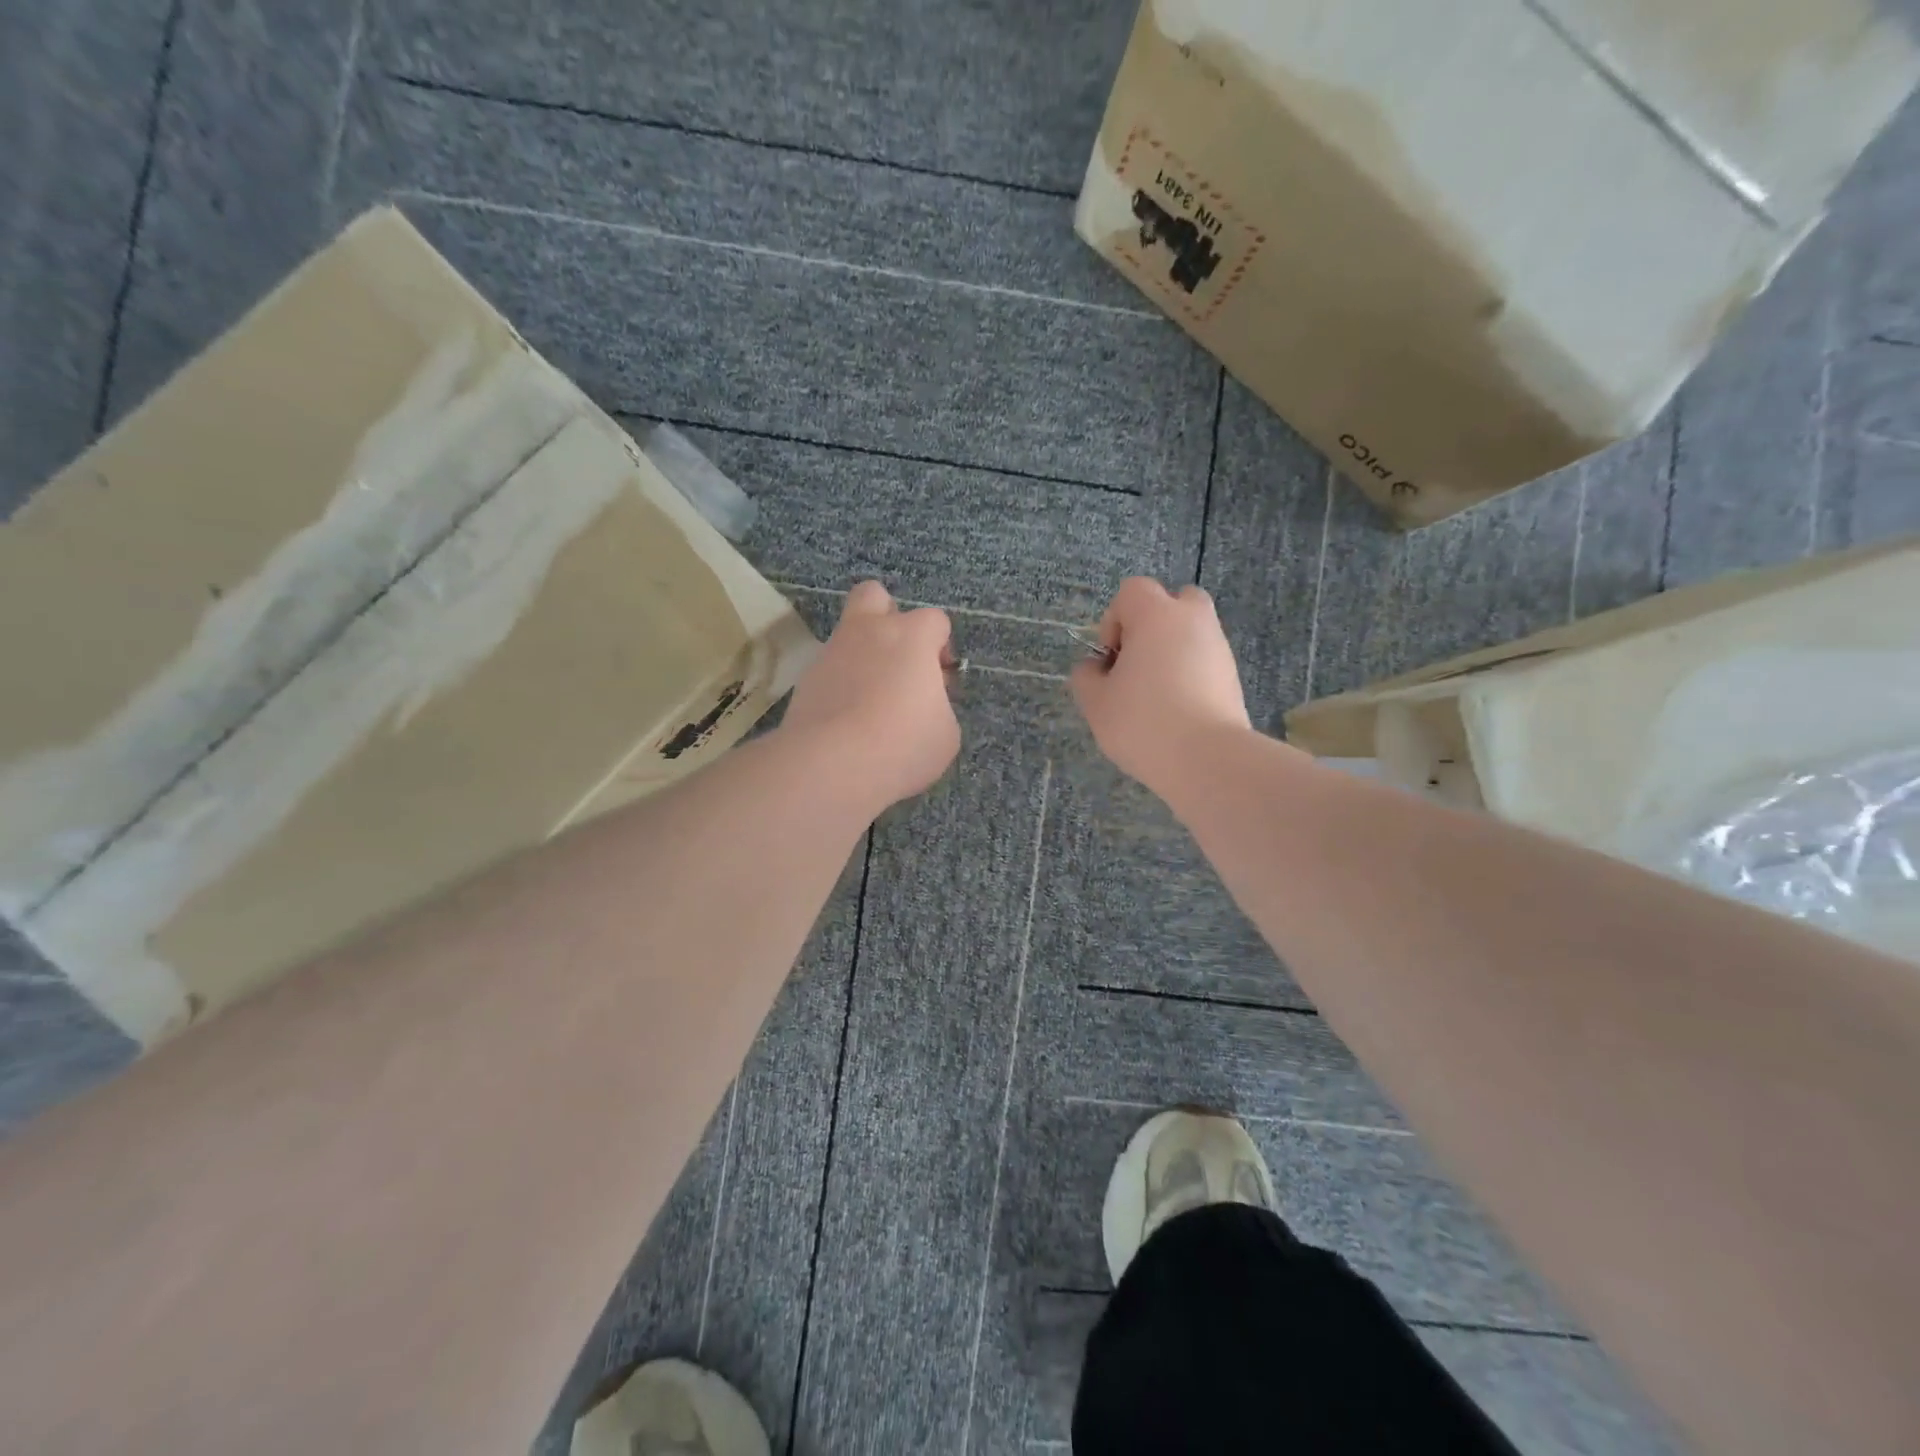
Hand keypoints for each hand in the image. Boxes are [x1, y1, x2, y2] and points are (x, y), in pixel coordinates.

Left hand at [783, 581, 960, 809]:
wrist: (831, 766)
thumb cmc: (902, 745)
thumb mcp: (945, 733)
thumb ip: (938, 706)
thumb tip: (923, 703)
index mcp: (911, 636)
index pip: (935, 620)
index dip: (942, 648)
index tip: (941, 681)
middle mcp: (868, 632)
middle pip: (875, 596)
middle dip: (889, 618)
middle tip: (899, 661)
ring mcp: (831, 653)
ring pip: (847, 635)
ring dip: (862, 657)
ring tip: (872, 703)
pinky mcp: (805, 681)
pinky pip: (829, 671)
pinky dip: (840, 687)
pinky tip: (848, 721)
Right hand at [1072, 578, 1250, 792]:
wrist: (1207, 759)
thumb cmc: (1142, 722)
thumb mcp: (1095, 702)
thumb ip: (1086, 676)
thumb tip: (1096, 668)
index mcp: (1157, 615)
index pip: (1132, 592)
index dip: (1113, 621)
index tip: (1110, 659)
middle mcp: (1193, 620)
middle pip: (1172, 603)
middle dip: (1151, 627)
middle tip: (1136, 666)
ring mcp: (1219, 648)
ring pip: (1190, 634)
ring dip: (1171, 653)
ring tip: (1155, 697)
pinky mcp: (1233, 677)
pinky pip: (1204, 662)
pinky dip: (1189, 675)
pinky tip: (1176, 712)